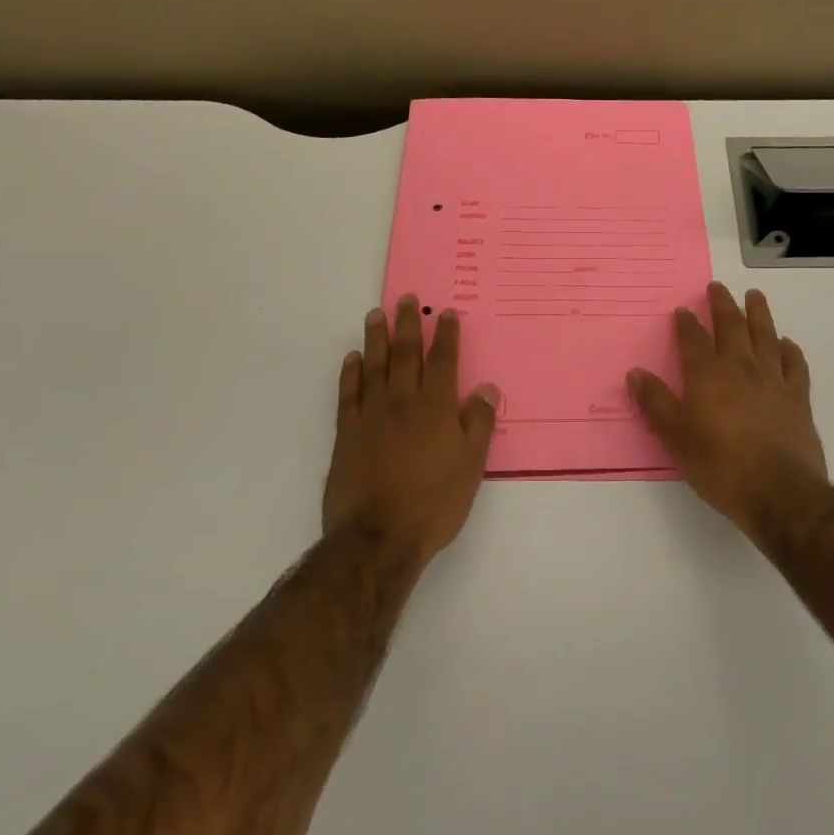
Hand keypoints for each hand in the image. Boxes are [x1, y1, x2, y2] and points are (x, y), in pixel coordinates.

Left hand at [323, 296, 498, 562]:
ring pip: (375, 366)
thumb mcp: (471, 466)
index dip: (446, 336)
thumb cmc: (434, 503)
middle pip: (406, 355)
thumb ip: (478, 423)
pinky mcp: (347, 433)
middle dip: (408, 325)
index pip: (443, 362)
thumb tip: (487, 388)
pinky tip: (353, 358)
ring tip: (376, 314)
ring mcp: (371, 416)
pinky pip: (349, 393)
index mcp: (436, 409)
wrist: (378, 536)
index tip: (445, 313)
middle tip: (407, 298)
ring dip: (377, 338)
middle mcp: (403, 403)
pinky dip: (351, 373)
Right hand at [628, 283, 830, 542]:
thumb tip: (636, 373)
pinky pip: (794, 364)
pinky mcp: (797, 398)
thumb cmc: (720, 466)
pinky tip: (785, 344)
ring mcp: (773, 380)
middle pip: (731, 327)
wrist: (779, 492)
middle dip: (722, 305)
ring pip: (765, 336)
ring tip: (754, 296)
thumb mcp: (676, 438)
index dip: (686, 324)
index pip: (693, 340)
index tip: (683, 310)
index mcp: (708, 375)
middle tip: (718, 287)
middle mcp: (740, 368)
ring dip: (758, 314)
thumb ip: (656, 403)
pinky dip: (789, 349)